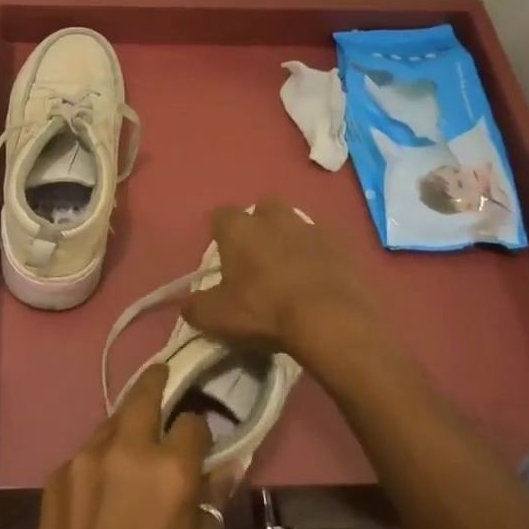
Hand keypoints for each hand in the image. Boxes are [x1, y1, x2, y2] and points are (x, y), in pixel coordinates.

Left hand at [27, 362, 231, 528]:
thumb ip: (212, 502)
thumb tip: (223, 469)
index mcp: (171, 469)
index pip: (192, 422)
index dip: (200, 430)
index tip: (199, 442)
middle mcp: (128, 449)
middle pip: (144, 394)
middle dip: (157, 381)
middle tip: (163, 375)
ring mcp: (86, 457)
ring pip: (111, 420)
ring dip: (126, 423)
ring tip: (132, 438)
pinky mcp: (58, 472)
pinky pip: (86, 451)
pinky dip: (100, 457)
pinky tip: (101, 483)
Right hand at [183, 197, 393, 383]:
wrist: (331, 319)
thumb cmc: (264, 310)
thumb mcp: (217, 317)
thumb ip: (195, 306)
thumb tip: (187, 303)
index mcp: (240, 229)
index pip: (222, 215)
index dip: (222, 232)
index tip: (225, 254)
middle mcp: (274, 218)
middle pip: (264, 208)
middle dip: (261, 225)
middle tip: (259, 257)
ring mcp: (311, 228)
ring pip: (296, 224)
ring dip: (292, 240)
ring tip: (292, 271)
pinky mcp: (342, 245)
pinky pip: (324, 244)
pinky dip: (319, 257)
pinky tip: (319, 281)